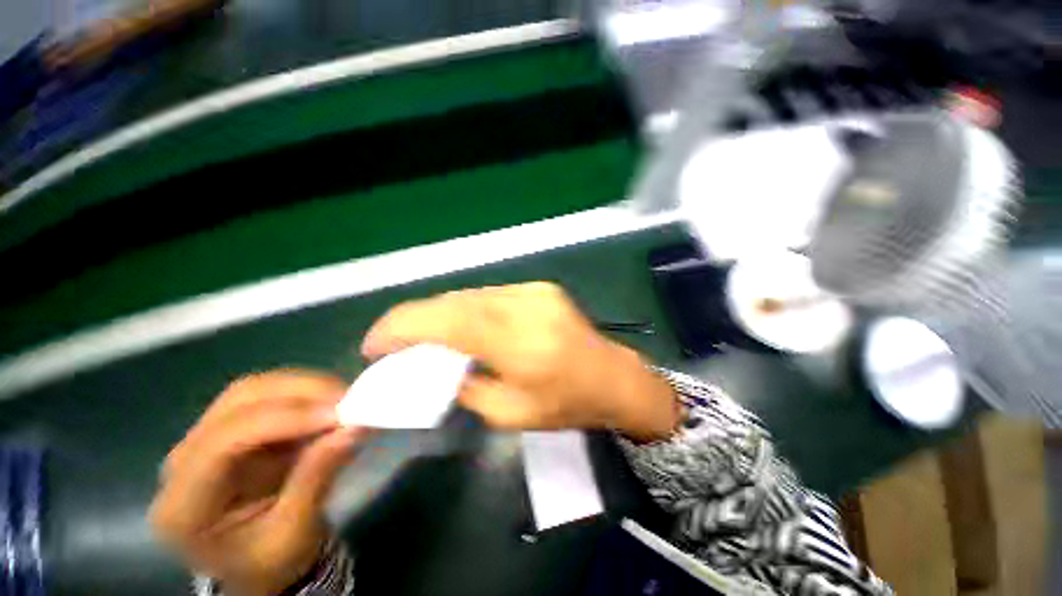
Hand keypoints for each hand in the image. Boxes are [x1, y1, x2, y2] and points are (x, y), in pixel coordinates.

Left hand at [150, 371, 362, 595]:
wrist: (254, 565)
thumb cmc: (269, 562)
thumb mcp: (295, 535)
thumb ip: (317, 480)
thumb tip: (354, 429)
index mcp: (184, 506)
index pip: (224, 442)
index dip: (283, 419)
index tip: (338, 415)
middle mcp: (183, 462)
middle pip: (237, 403)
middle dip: (299, 394)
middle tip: (349, 400)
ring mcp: (203, 440)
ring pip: (253, 390)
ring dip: (304, 388)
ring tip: (343, 400)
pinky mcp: (229, 429)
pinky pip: (268, 395)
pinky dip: (303, 393)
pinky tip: (328, 403)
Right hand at [362, 282, 678, 441]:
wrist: (611, 376)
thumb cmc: (566, 404)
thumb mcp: (511, 414)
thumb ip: (468, 386)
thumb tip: (439, 365)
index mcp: (521, 345)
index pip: (449, 323)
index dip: (403, 326)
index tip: (374, 343)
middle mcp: (525, 308)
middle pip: (455, 302)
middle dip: (417, 318)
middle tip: (394, 340)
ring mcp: (534, 291)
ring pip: (471, 295)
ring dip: (442, 312)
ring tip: (424, 334)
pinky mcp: (540, 288)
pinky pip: (491, 295)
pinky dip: (468, 308)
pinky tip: (462, 323)